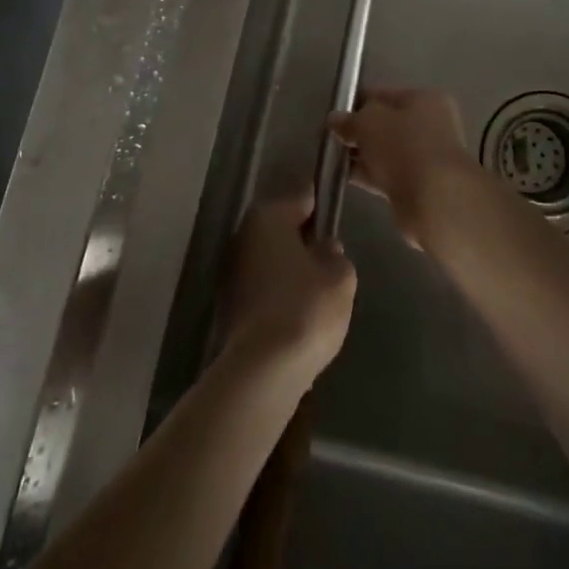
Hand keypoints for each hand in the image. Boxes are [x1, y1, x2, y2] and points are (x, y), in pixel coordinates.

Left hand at [223, 193, 356, 385]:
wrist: (263, 370)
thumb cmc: (306, 308)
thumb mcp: (340, 277)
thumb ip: (335, 255)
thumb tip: (324, 249)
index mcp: (269, 216)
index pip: (302, 198)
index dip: (322, 208)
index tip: (336, 219)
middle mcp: (244, 235)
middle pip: (282, 230)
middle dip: (304, 242)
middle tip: (329, 261)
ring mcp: (231, 270)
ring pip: (271, 260)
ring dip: (289, 270)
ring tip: (316, 291)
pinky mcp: (228, 305)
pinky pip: (262, 288)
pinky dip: (278, 295)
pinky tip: (297, 314)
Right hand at [332, 87, 478, 246]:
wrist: (434, 199)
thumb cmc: (404, 146)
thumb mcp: (368, 123)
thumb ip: (349, 120)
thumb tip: (334, 120)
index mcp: (424, 99)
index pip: (383, 95)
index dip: (356, 103)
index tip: (333, 117)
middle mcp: (429, 124)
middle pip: (385, 124)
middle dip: (358, 132)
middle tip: (331, 140)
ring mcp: (426, 157)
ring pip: (385, 151)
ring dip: (362, 155)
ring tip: (333, 160)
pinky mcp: (419, 185)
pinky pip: (387, 174)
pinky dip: (368, 174)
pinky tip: (345, 177)